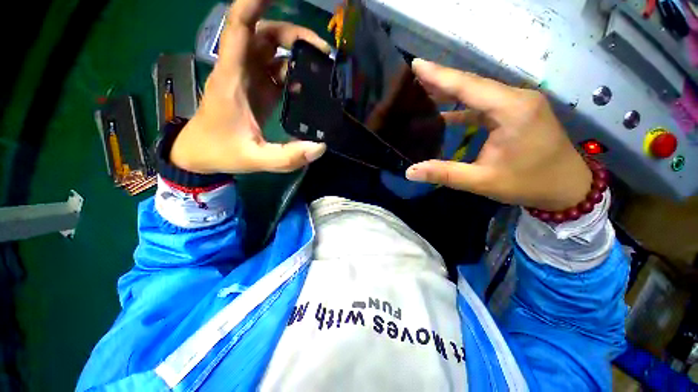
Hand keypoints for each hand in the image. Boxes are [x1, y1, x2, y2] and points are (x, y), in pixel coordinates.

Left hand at [170, 0, 329, 173]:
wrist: (200, 154)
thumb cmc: (221, 152)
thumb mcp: (256, 159)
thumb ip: (287, 156)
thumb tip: (320, 147)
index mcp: (233, 77)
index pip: (239, 26)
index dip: (255, 2)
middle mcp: (240, 71)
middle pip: (264, 34)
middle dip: (293, 35)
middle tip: (322, 52)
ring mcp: (248, 80)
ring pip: (270, 50)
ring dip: (295, 51)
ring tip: (320, 65)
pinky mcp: (255, 91)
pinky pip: (274, 70)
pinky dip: (291, 71)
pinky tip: (306, 84)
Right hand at [405, 60, 591, 211]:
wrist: (567, 187)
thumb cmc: (528, 183)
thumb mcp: (482, 181)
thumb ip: (444, 174)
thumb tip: (410, 172)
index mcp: (511, 110)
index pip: (468, 86)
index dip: (439, 75)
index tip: (416, 64)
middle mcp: (516, 98)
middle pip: (472, 83)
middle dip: (442, 79)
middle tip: (414, 75)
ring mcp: (518, 102)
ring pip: (478, 91)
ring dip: (451, 91)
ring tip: (423, 90)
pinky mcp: (516, 111)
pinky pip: (484, 103)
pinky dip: (462, 105)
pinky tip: (444, 111)